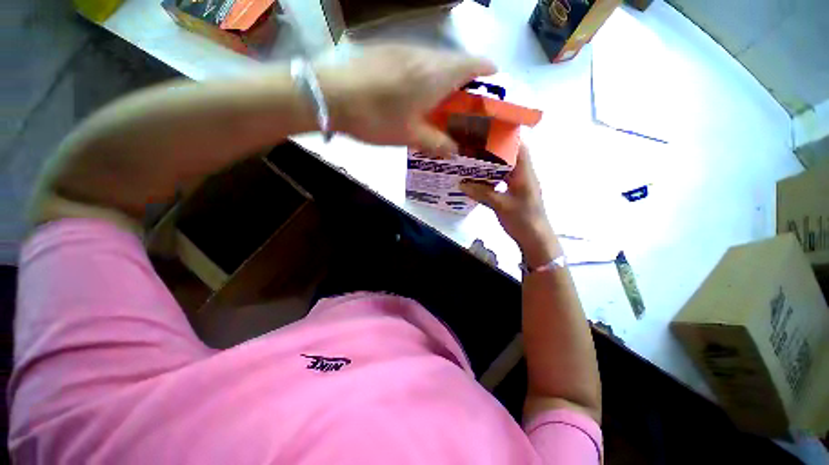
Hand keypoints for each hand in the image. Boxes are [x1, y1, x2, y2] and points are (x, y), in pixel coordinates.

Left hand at [315, 44, 495, 156]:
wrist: (330, 95)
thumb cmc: (375, 117)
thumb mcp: (409, 136)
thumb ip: (437, 143)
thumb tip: (455, 152)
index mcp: (436, 75)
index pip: (475, 64)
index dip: (488, 73)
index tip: (493, 86)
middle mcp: (425, 55)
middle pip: (455, 63)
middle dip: (464, 83)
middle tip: (461, 106)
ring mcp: (404, 49)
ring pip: (435, 61)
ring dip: (442, 80)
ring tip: (437, 104)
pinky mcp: (387, 51)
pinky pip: (416, 61)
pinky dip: (423, 76)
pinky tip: (412, 93)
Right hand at [459, 145, 560, 267]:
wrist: (535, 239)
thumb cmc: (522, 220)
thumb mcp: (501, 206)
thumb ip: (481, 193)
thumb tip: (462, 184)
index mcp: (525, 173)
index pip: (518, 147)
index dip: (505, 137)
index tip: (487, 132)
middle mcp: (523, 175)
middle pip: (509, 156)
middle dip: (492, 150)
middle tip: (473, 147)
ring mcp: (519, 185)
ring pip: (504, 168)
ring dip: (490, 164)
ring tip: (473, 161)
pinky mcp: (514, 193)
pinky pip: (501, 180)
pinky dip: (490, 178)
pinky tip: (477, 180)